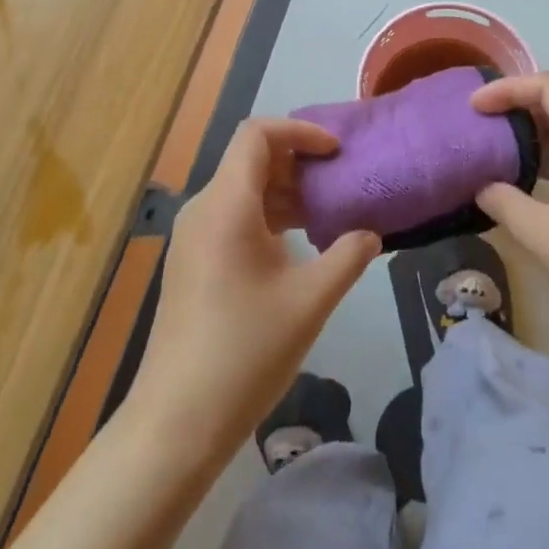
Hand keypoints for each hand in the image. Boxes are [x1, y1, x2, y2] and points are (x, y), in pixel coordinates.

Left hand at [122, 120, 379, 466]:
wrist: (178, 418)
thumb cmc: (246, 352)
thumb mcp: (310, 301)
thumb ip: (348, 257)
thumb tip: (371, 234)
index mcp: (226, 205)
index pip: (257, 135)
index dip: (300, 131)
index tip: (337, 153)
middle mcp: (203, 210)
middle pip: (249, 160)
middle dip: (297, 163)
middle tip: (340, 184)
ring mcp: (192, 237)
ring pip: (241, 190)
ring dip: (284, 193)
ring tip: (327, 216)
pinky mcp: (191, 262)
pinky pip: (231, 217)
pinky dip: (266, 217)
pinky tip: (296, 249)